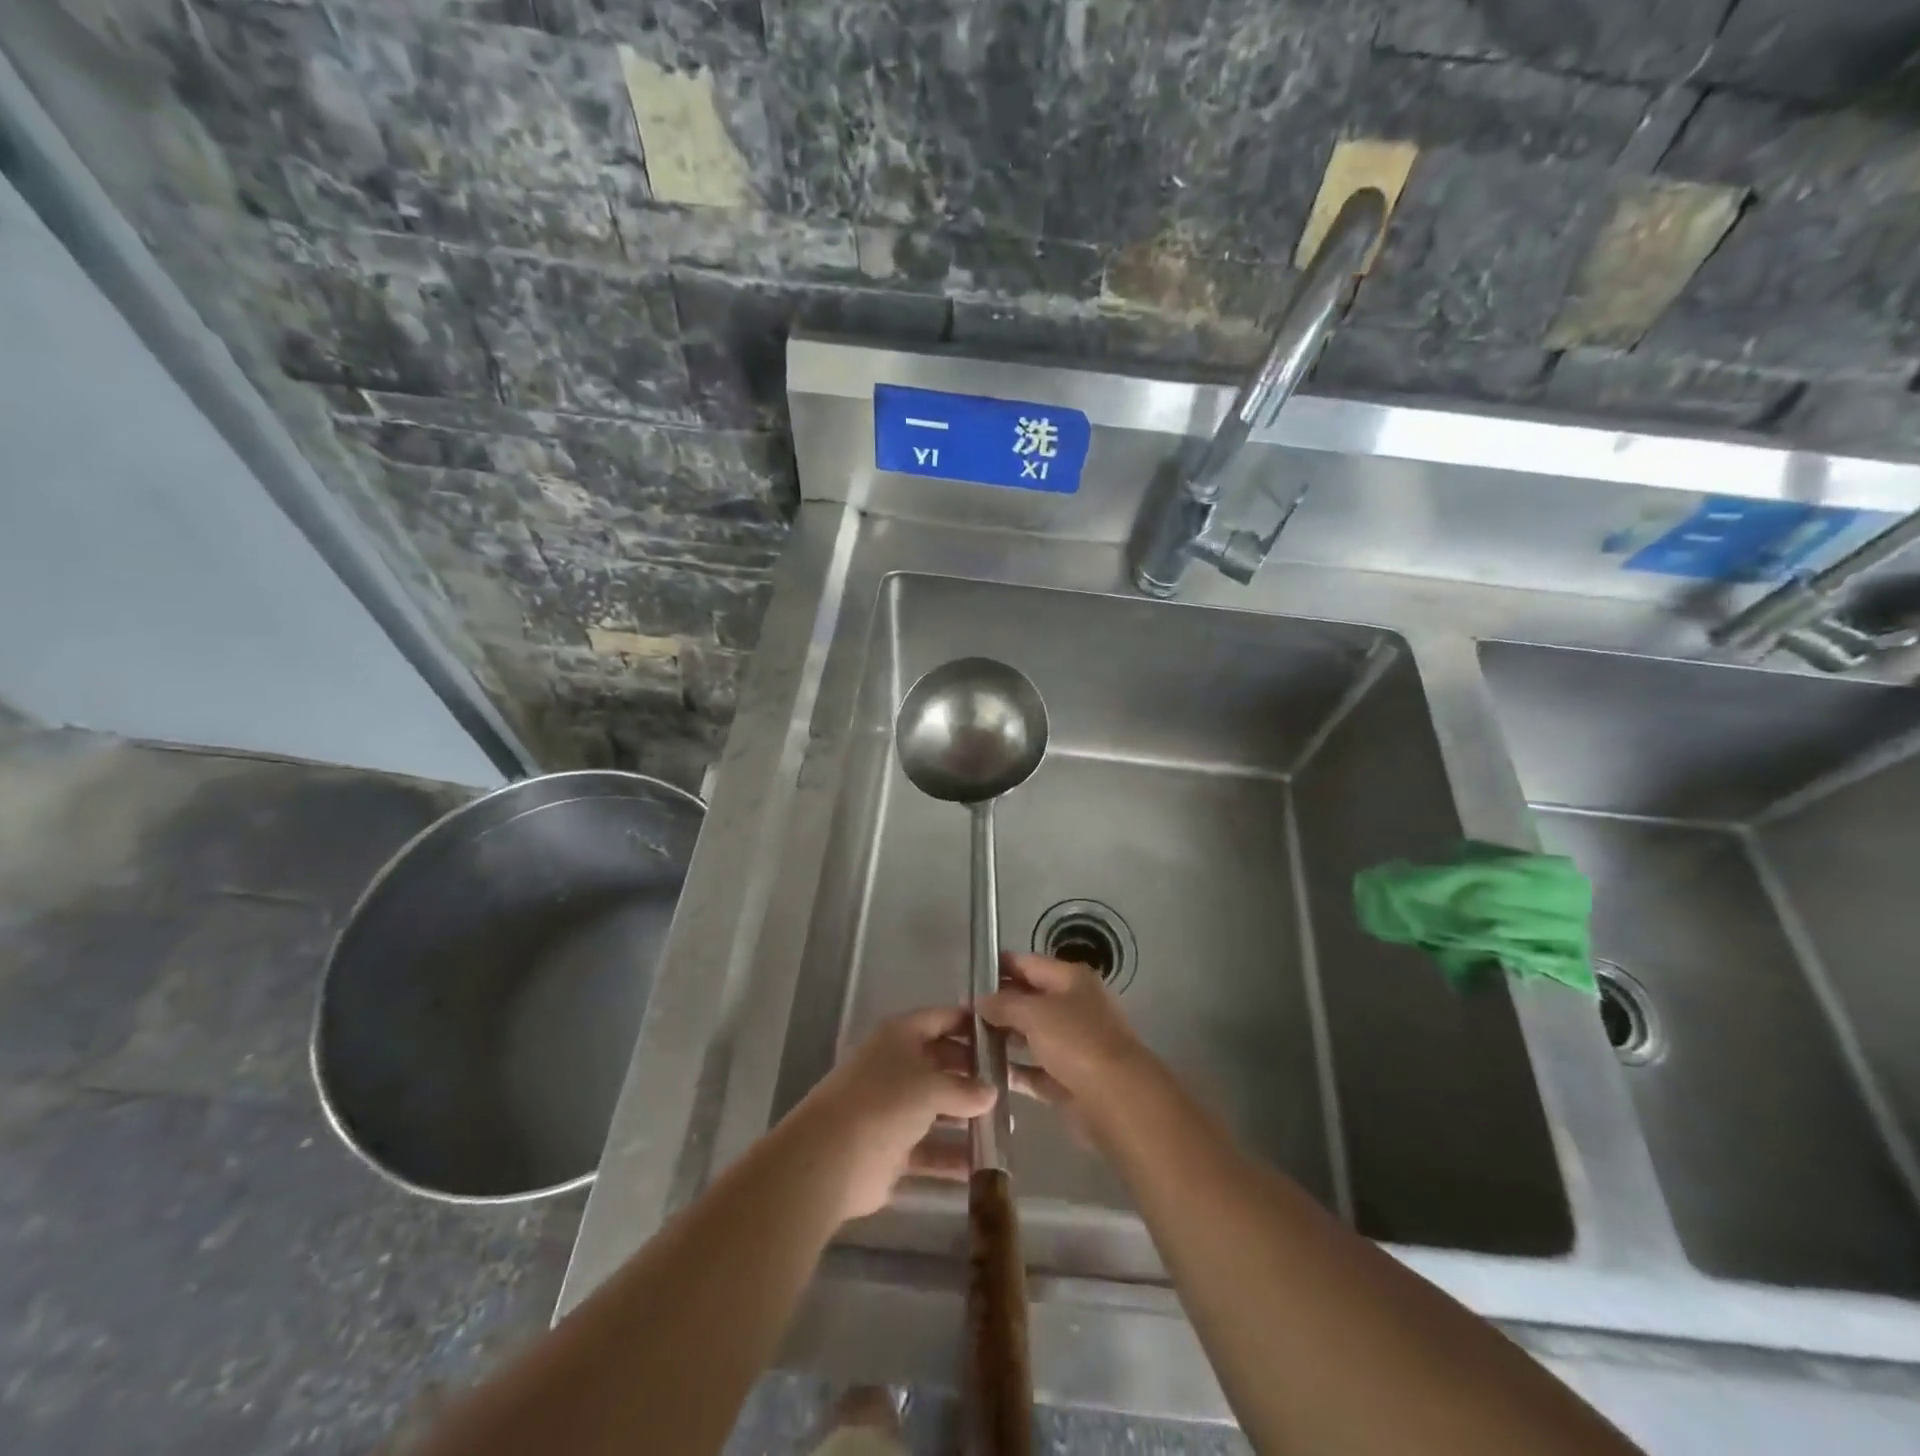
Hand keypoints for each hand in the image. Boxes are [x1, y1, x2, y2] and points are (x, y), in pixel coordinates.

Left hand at [786, 1006, 996, 1222]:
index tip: (1004, 1034)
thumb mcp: (931, 1087)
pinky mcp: (891, 1148)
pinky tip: (983, 1166)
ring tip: (1005, 1126)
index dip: (971, 1024)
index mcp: (900, 1036)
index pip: (941, 1019)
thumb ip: (965, 1089)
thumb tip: (991, 1093)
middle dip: (973, 1074)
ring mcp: (892, 1108)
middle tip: (1011, 1084)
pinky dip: (952, 1156)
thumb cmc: (884, 1103)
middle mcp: (896, 1066)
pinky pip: (930, 1149)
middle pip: (941, 1063)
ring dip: (966, 1118)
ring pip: (937, 1108)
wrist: (830, 1159)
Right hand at [979, 953, 1154, 1146]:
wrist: (1117, 1100)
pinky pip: (1036, 1069)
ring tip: (967, 1043)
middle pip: (1030, 999)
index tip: (969, 977)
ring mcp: (1074, 1044)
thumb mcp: (1035, 1013)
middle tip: (961, 1014)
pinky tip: (987, 1073)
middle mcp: (1075, 1006)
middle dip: (998, 1005)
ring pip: (1032, 1035)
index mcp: (1072, 980)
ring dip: (1004, 1039)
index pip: (1029, 963)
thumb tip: (981, 1000)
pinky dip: (1016, 1071)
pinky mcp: (1069, 1078)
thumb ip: (1004, 1004)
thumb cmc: (1076, 1042)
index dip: (999, 967)